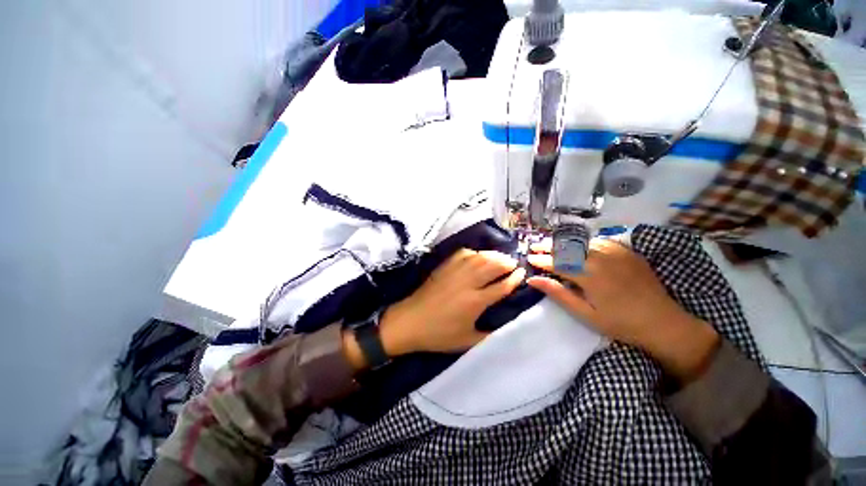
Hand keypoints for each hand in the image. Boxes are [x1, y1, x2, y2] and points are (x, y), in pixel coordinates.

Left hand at [379, 249, 525, 355]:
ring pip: (478, 258)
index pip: (501, 286)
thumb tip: (502, 325)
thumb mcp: (466, 341)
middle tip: (513, 263)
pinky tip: (477, 255)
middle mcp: (467, 283)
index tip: (522, 273)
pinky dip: (473, 252)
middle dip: (506, 262)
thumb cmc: (438, 334)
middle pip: (492, 266)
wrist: (410, 322)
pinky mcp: (444, 268)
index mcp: (475, 302)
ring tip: (501, 256)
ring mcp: (454, 273)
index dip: (514, 279)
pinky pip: (462, 254)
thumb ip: (487, 334)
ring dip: (492, 255)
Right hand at [526, 238, 719, 380]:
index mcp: (589, 276)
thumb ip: (558, 294)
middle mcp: (601, 259)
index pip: (557, 262)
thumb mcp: (585, 314)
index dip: (541, 260)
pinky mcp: (628, 252)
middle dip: (548, 246)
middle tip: (535, 247)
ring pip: (583, 241)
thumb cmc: (620, 323)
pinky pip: (601, 240)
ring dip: (564, 242)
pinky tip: (579, 244)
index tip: (529, 258)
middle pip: (568, 248)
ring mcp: (617, 253)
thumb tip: (533, 279)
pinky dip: (585, 241)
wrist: (663, 323)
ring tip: (551, 243)